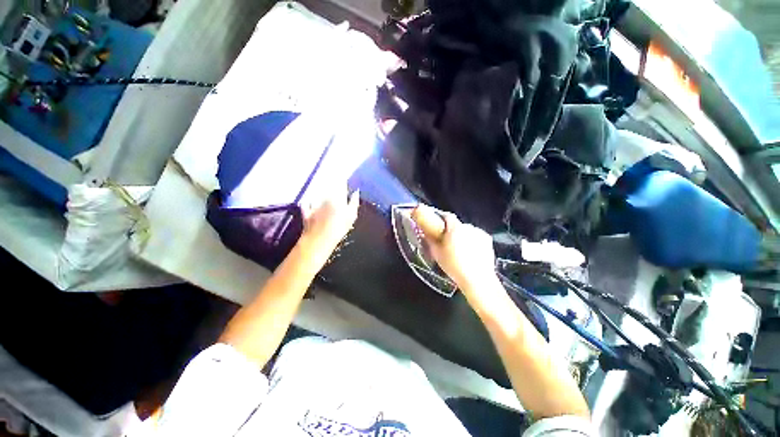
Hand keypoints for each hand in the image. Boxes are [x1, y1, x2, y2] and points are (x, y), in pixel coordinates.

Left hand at [299, 187, 359, 264]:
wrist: (319, 240)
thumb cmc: (339, 228)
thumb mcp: (352, 216)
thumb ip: (354, 202)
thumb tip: (356, 192)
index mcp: (337, 198)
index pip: (340, 184)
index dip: (342, 180)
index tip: (344, 177)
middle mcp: (324, 198)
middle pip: (328, 187)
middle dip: (331, 182)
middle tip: (334, 180)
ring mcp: (314, 205)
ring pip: (317, 194)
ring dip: (320, 191)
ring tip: (322, 190)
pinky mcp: (306, 212)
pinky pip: (306, 204)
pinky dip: (308, 203)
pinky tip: (309, 202)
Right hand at [413, 205, 498, 297]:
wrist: (477, 280)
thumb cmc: (454, 266)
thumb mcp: (437, 254)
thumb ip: (431, 240)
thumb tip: (426, 233)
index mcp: (455, 228)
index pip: (447, 216)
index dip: (441, 219)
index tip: (437, 224)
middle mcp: (468, 227)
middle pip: (457, 225)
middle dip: (452, 231)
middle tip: (448, 242)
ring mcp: (479, 233)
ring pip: (467, 231)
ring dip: (463, 236)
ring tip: (460, 250)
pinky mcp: (487, 240)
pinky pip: (476, 237)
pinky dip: (472, 241)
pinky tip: (471, 253)